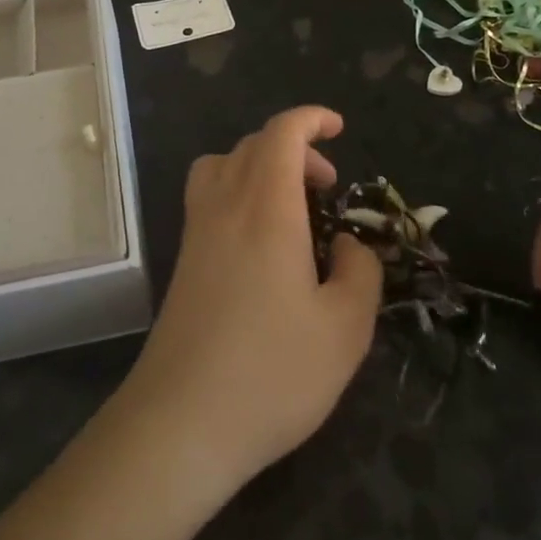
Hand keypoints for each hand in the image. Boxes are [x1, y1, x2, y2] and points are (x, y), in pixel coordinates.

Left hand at [116, 107, 381, 494]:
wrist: (181, 421)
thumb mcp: (345, 329)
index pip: (282, 133)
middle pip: (252, 144)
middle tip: (327, 187)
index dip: (310, 118)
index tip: (339, 128)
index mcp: (266, 208)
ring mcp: (196, 232)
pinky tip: (261, 245)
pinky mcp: (182, 260)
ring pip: (222, 165)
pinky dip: (237, 192)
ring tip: (291, 207)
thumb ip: (359, 272)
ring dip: (260, 166)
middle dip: (295, 147)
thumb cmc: (272, 372)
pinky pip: (208, 196)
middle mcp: (225, 205)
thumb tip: (346, 245)